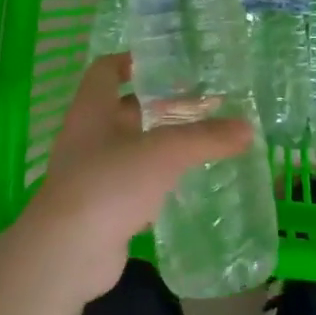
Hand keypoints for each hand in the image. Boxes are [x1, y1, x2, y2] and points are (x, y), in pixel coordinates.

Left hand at [13, 54, 252, 299]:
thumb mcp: (164, 152)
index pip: (106, 70)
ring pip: (131, 147)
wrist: (67, 254)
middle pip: (124, 109)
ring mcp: (91, 174)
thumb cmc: (109, 183)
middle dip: (160, 105)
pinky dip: (157, 179)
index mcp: (92, 110)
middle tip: (201, 103)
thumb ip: (206, 137)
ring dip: (160, 143)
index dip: (133, 61)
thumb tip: (248, 129)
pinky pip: (132, 183)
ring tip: (201, 140)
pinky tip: (184, 182)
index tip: (168, 63)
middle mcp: (87, 136)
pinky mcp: (101, 207)